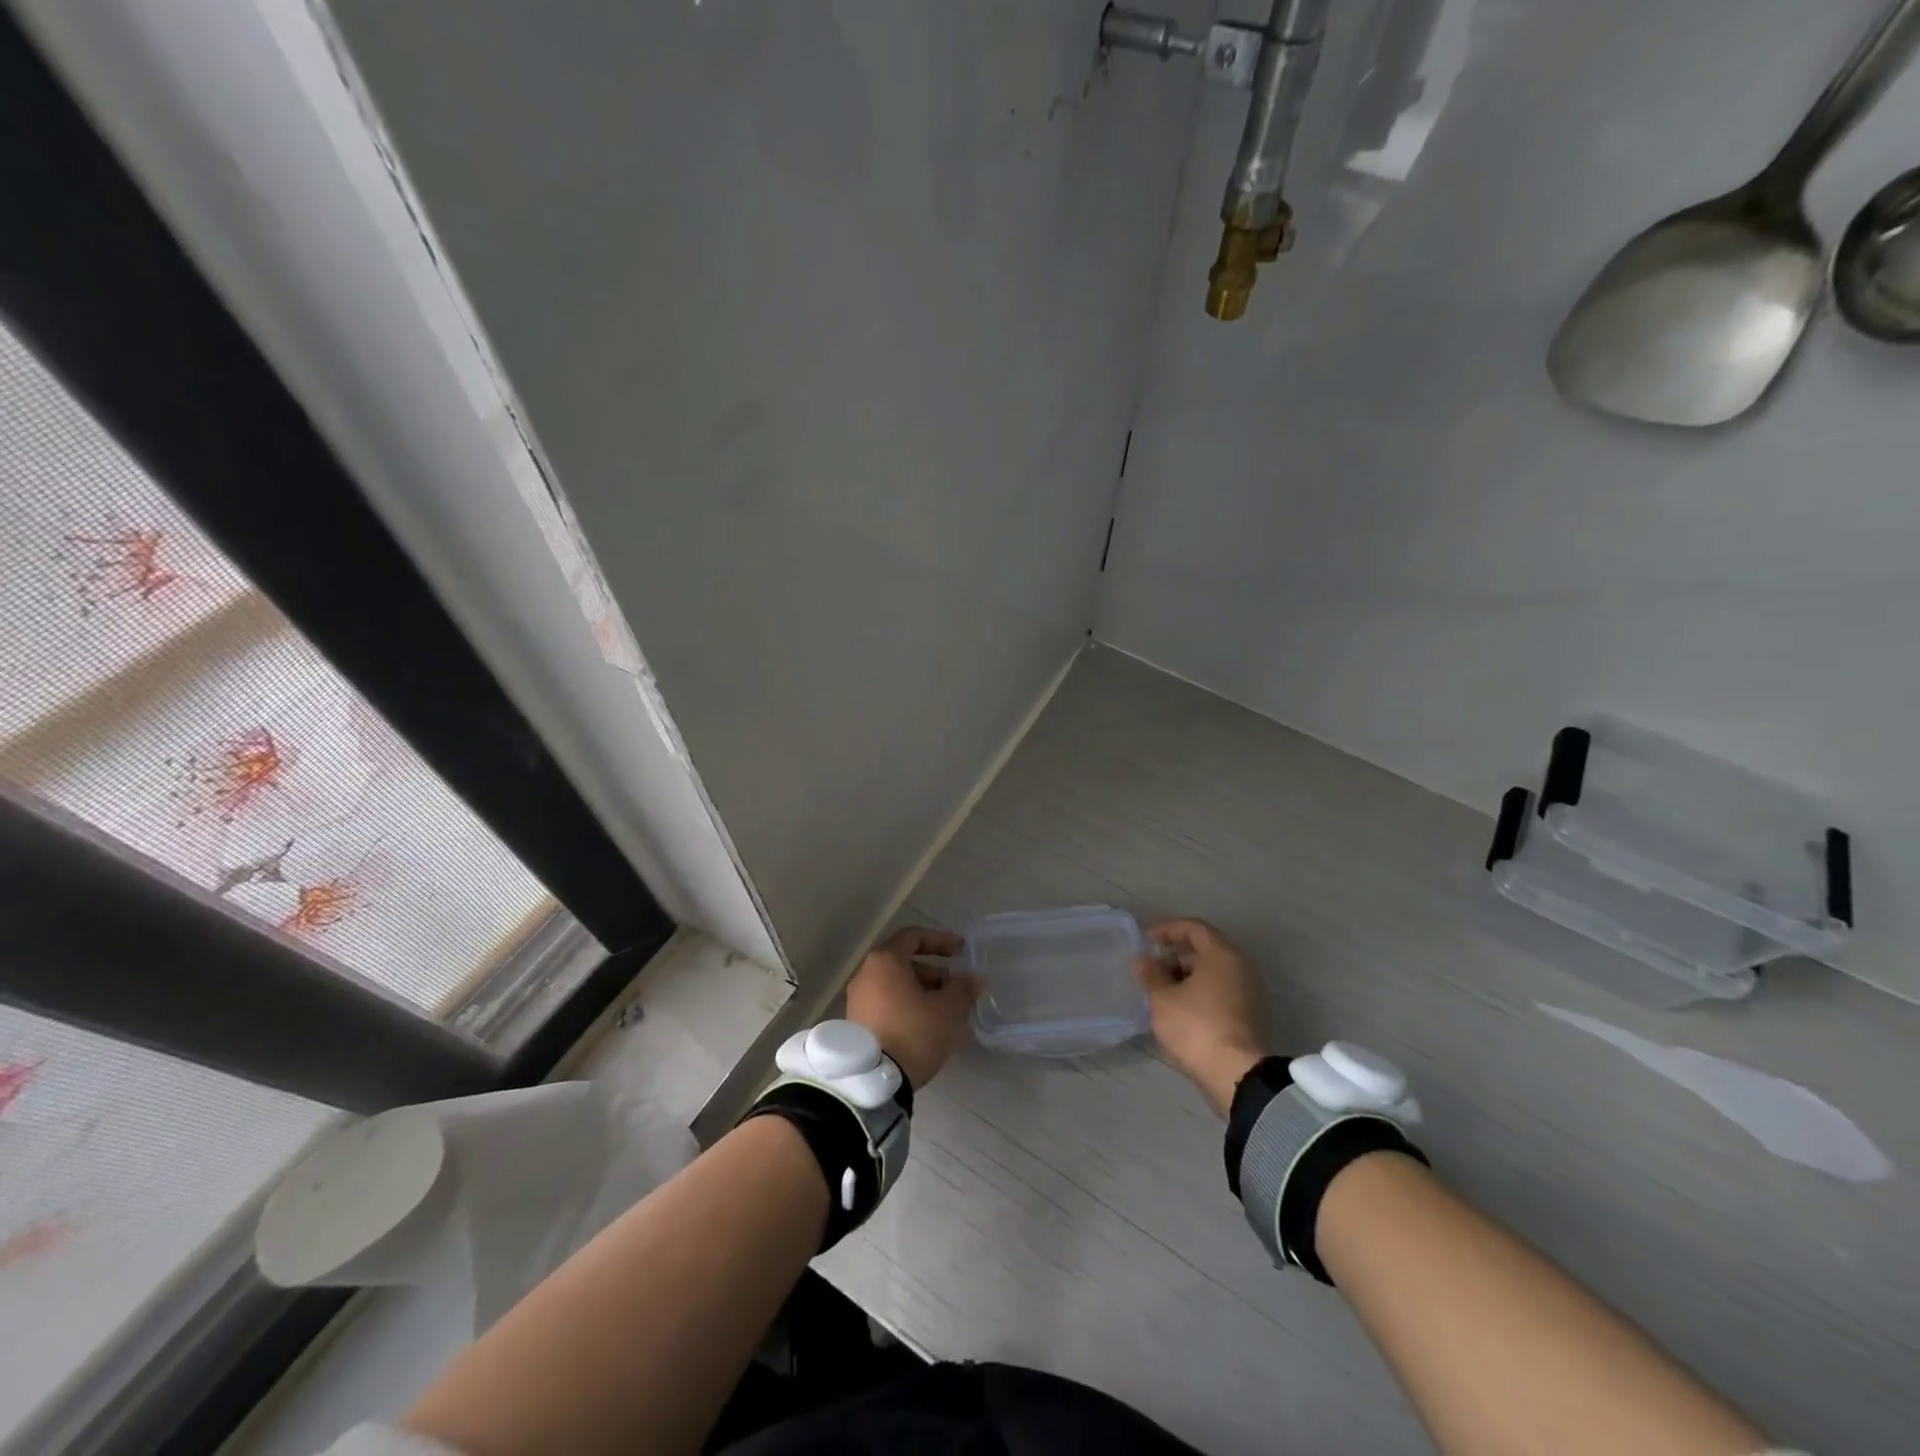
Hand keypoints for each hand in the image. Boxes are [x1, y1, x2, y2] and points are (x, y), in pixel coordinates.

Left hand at [845, 927, 981, 1090]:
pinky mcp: (856, 1022)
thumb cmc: (913, 1033)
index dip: (941, 940)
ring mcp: (857, 999)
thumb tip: (975, 977)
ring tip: (945, 1009)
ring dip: (922, 989)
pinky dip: (907, 1004)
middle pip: (904, 960)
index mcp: (885, 961)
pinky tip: (926, 1025)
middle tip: (956, 985)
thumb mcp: (948, 1010)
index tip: (961, 952)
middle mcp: (866, 973)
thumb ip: (963, 988)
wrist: (871, 1081)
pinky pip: (886, 1002)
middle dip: (934, 971)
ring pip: (895, 984)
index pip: (914, 936)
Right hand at [1135, 918, 1265, 1117]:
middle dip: (1174, 955)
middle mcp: (1240, 967)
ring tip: (1159, 990)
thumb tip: (1142, 959)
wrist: (1237, 1075)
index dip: (1167, 929)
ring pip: (1212, 972)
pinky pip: (1219, 990)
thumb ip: (1150, 974)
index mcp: (1222, 954)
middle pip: (1204, 949)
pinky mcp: (1248, 1015)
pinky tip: (1177, 1008)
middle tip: (1150, 968)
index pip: (1194, 927)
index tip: (1146, 939)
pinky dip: (1198, 991)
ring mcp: (1248, 992)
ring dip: (1184, 976)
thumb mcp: (1162, 999)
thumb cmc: (1196, 1027)